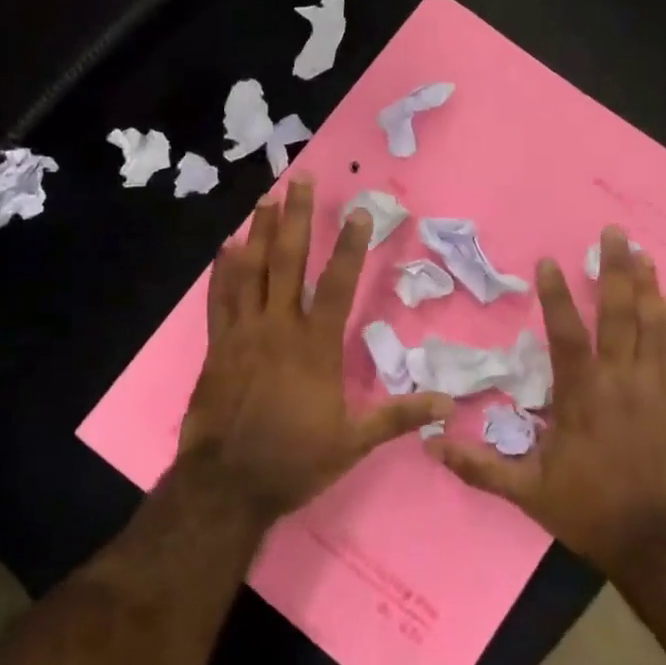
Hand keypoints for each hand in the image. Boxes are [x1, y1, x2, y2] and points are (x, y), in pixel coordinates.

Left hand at [180, 178, 448, 521]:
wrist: (227, 484)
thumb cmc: (294, 460)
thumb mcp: (353, 442)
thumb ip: (398, 417)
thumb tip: (449, 403)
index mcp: (314, 346)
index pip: (337, 284)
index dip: (349, 246)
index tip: (358, 212)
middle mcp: (278, 327)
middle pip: (288, 261)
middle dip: (296, 218)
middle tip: (299, 180)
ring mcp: (242, 333)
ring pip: (251, 270)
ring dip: (258, 232)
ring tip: (265, 198)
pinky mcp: (216, 345)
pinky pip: (219, 299)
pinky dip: (222, 271)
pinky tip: (225, 247)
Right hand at [429, 228, 665, 574]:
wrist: (654, 542)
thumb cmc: (587, 509)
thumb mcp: (526, 492)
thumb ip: (478, 467)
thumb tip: (429, 444)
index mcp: (580, 397)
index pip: (568, 335)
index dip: (557, 296)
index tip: (550, 261)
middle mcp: (619, 382)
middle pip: (619, 315)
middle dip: (615, 270)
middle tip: (614, 233)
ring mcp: (653, 389)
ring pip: (652, 326)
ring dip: (647, 286)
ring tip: (642, 253)